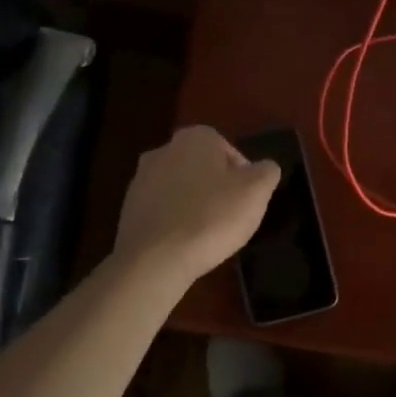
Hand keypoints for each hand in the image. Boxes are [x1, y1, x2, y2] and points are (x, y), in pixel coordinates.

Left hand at [115, 126, 280, 285]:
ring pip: (181, 188)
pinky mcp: (128, 208)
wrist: (155, 259)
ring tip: (208, 234)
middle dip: (217, 188)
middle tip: (231, 216)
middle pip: (203, 168)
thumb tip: (264, 168)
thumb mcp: (256, 191)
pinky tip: (185, 243)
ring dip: (195, 205)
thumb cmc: (212, 217)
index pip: (230, 150)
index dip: (244, 177)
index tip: (248, 201)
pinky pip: (163, 210)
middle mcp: (164, 149)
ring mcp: (141, 179)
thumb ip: (267, 172)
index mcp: (195, 137)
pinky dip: (175, 221)